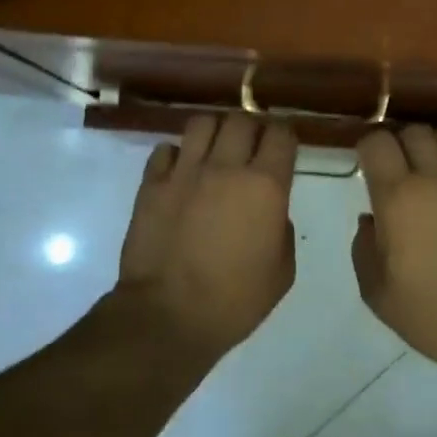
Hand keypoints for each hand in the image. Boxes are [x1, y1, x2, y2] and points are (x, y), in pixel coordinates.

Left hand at [115, 112, 298, 356]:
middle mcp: (226, 167)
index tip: (283, 147)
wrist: (168, 316)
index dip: (284, 136)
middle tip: (250, 149)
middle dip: (251, 129)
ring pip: (202, 123)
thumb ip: (281, 229)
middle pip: (241, 120)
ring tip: (214, 152)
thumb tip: (270, 211)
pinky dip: (176, 155)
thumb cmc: (235, 301)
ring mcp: (184, 172)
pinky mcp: (152, 184)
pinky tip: (181, 173)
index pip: (281, 134)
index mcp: (266, 186)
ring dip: (214, 132)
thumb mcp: (282, 271)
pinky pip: (166, 150)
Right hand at [351, 125, 436, 370]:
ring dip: (432, 149)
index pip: (377, 142)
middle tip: (396, 174)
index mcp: (400, 198)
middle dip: (399, 145)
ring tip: (429, 177)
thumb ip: (364, 250)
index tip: (366, 170)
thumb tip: (370, 220)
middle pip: (413, 130)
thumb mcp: (379, 295)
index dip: (367, 150)